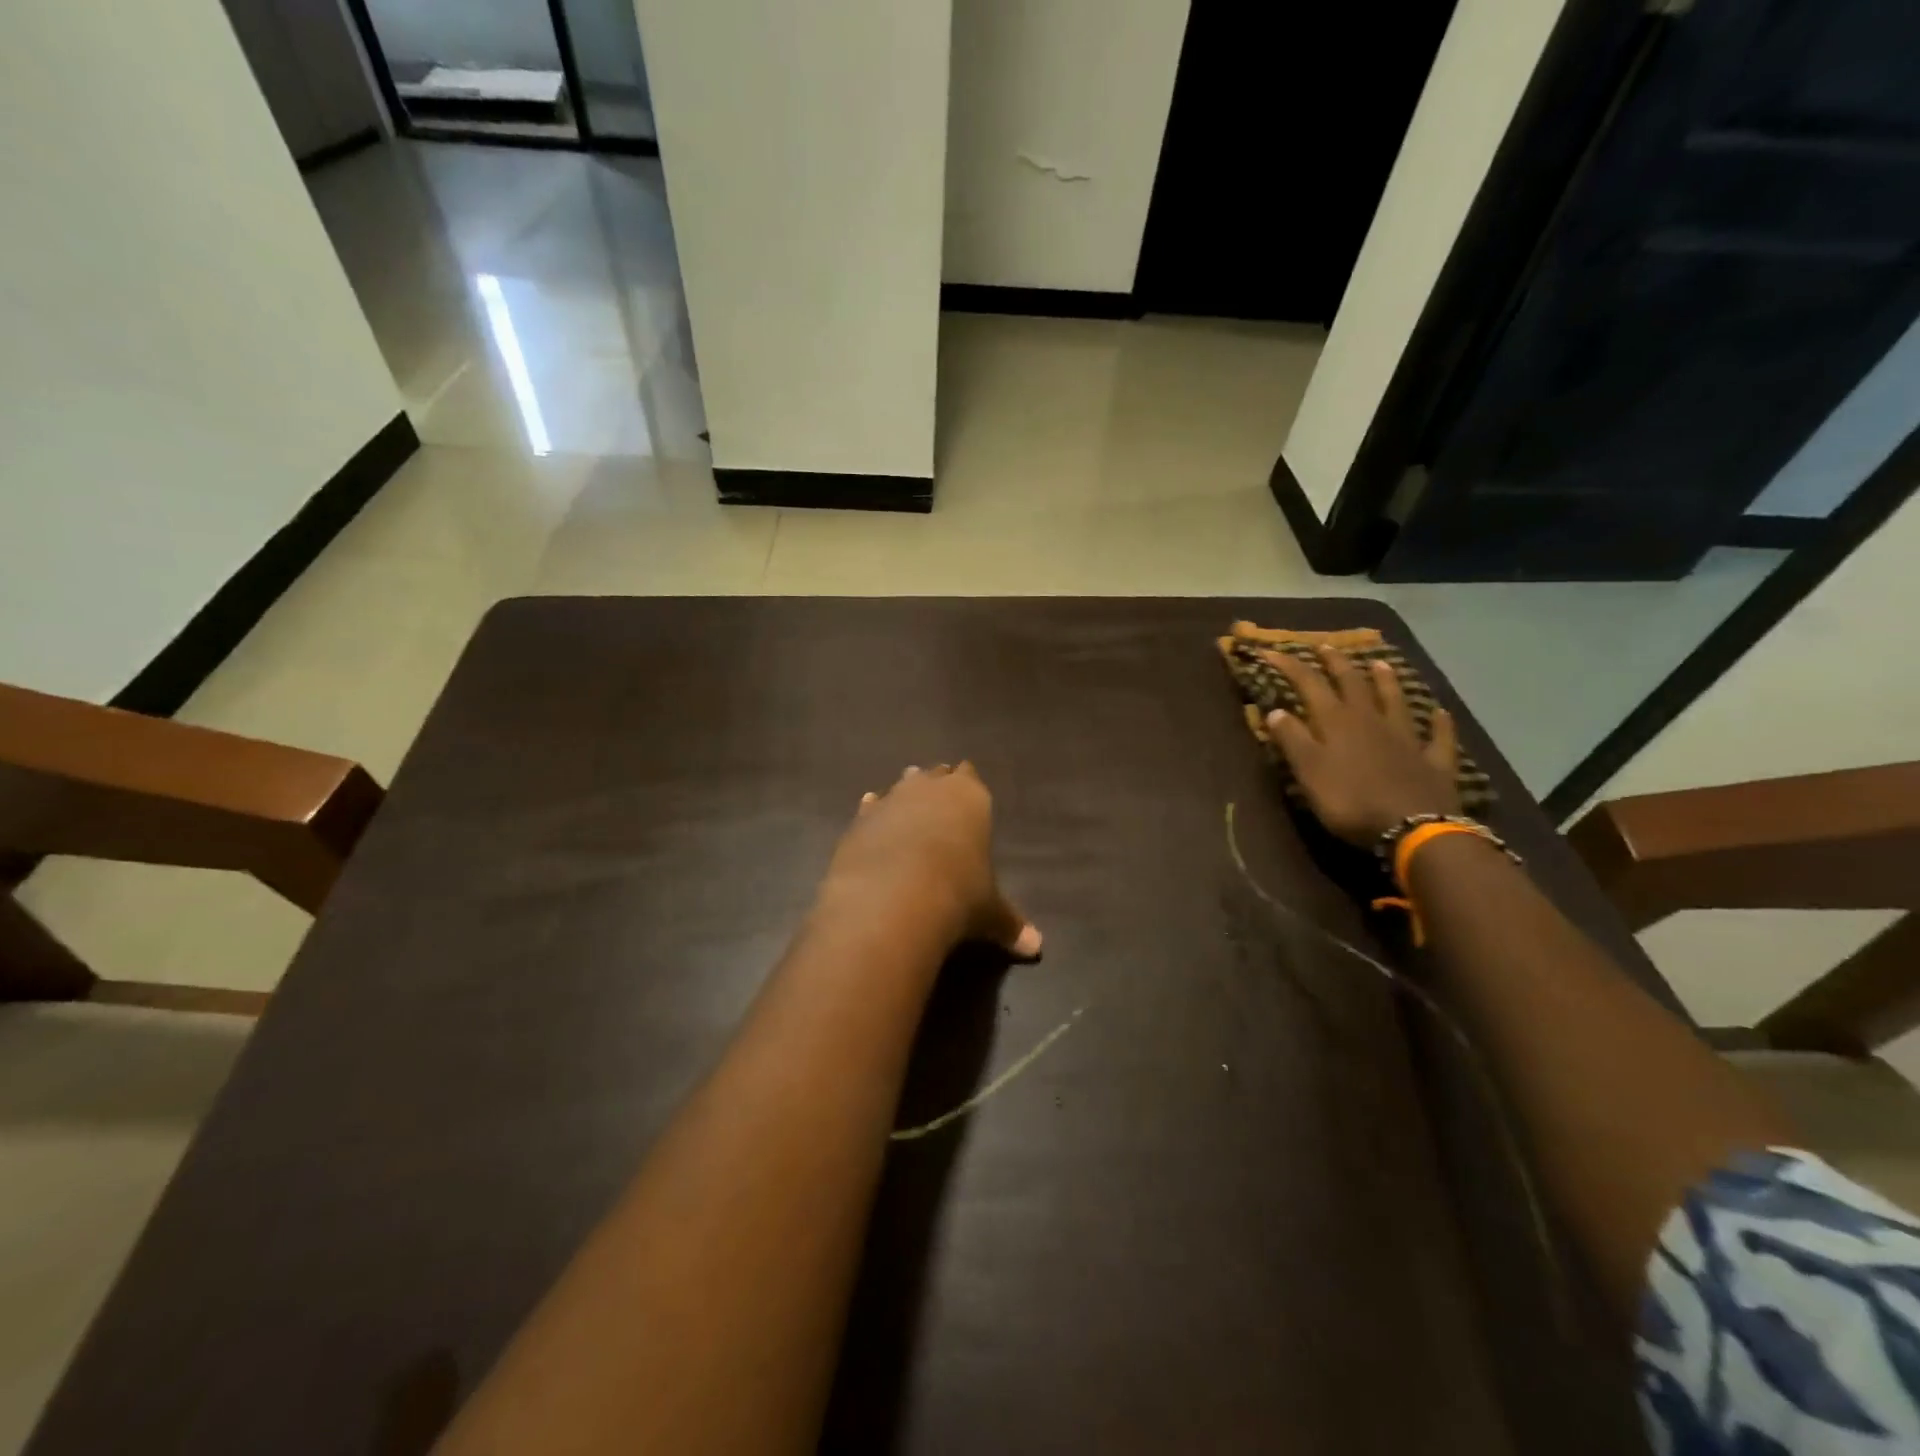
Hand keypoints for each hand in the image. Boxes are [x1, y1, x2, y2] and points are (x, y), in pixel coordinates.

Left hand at [821, 763, 1041, 958]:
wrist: (892, 898)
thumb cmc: (957, 894)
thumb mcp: (989, 912)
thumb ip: (1010, 924)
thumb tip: (1036, 947)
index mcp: (970, 797)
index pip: (971, 777)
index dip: (968, 785)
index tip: (967, 793)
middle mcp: (930, 789)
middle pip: (935, 775)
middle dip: (937, 787)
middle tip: (939, 801)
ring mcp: (891, 800)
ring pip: (901, 786)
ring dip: (904, 797)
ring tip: (907, 810)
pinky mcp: (859, 820)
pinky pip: (870, 808)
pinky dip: (873, 814)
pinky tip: (872, 821)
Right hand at [1263, 647, 1460, 845]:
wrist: (1413, 828)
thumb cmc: (1350, 801)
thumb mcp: (1308, 772)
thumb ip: (1292, 740)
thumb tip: (1276, 710)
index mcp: (1337, 722)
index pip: (1309, 684)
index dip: (1289, 666)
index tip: (1270, 651)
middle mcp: (1372, 720)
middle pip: (1353, 683)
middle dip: (1336, 663)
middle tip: (1325, 646)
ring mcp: (1407, 738)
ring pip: (1395, 700)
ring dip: (1386, 680)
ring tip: (1379, 663)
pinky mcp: (1434, 761)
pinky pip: (1438, 736)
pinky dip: (1439, 723)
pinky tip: (1440, 713)